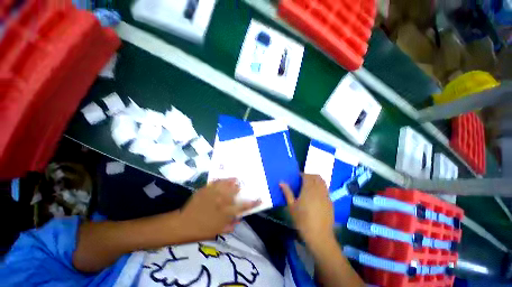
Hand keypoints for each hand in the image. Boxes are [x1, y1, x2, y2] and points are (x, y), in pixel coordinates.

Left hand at [179, 178, 260, 240]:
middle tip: (242, 186)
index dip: (253, 203)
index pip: (243, 206)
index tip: (259, 199)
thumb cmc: (201, 230)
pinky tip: (225, 179)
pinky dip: (222, 180)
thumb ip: (230, 225)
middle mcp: (222, 201)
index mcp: (226, 213)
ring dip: (233, 181)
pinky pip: (216, 182)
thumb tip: (238, 219)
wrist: (183, 224)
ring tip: (236, 179)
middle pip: (235, 191)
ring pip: (227, 184)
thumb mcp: (217, 231)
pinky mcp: (206, 189)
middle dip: (241, 188)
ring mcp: (214, 193)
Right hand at [280, 174, 333, 243]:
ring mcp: (326, 196)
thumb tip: (281, 182)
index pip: (307, 176)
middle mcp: (319, 190)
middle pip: (316, 177)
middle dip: (310, 176)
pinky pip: (326, 190)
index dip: (302, 174)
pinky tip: (316, 196)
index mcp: (309, 189)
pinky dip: (321, 188)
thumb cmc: (302, 220)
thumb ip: (287, 192)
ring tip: (309, 186)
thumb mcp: (291, 206)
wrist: (319, 235)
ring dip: (316, 181)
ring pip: (323, 182)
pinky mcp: (330, 202)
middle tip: (303, 180)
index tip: (297, 177)